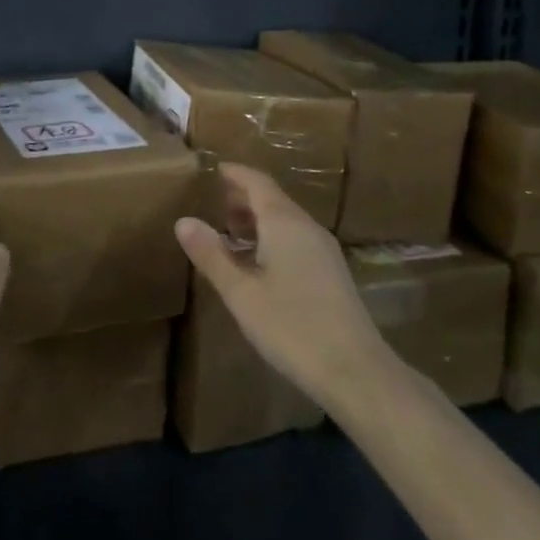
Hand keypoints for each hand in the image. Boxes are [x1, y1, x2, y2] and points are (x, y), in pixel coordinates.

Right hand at [176, 164, 396, 410]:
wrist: (356, 371)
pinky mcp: (332, 272)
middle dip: (243, 197)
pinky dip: (272, 237)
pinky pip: (296, 239)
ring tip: (229, 232)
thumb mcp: (241, 292)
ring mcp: (324, 250)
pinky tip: (257, 263)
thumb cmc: (291, 326)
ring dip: (257, 219)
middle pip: (273, 199)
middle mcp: (307, 227)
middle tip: (213, 202)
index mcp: (284, 222)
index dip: (235, 173)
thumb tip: (183, 220)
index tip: (213, 169)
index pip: (257, 182)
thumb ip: (211, 254)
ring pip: (286, 220)